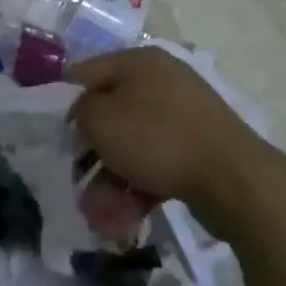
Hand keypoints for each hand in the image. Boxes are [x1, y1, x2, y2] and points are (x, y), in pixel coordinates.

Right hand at [66, 47, 268, 209]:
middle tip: (75, 182)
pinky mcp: (196, 152)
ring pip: (131, 149)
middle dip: (89, 156)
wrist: (233, 179)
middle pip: (110, 116)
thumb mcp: (100, 118)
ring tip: (99, 218)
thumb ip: (80, 110)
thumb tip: (86, 116)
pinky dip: (136, 191)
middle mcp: (162, 83)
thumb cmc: (156, 138)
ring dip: (109, 183)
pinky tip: (121, 223)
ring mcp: (183, 118)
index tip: (52, 134)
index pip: (86, 73)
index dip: (63, 103)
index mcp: (139, 62)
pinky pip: (155, 167)